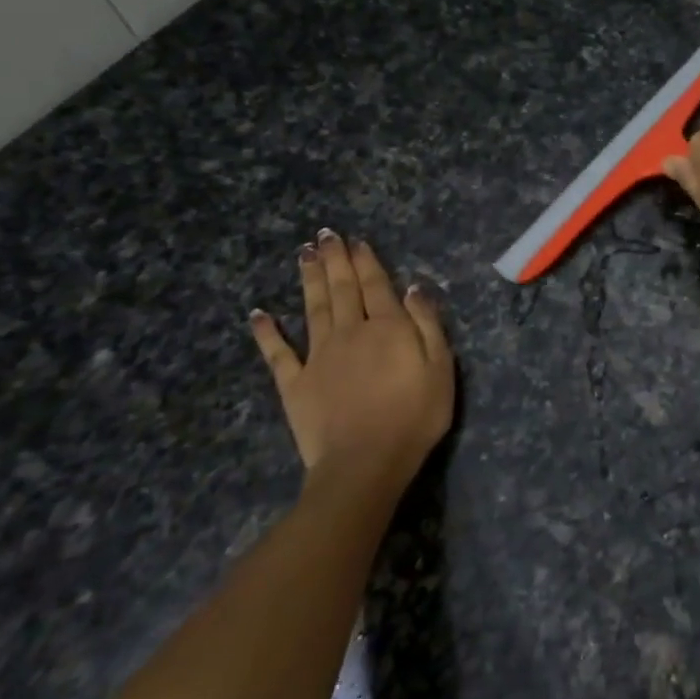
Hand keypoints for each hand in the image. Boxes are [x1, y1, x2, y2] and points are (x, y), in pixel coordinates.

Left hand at [249, 229, 454, 496]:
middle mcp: (350, 332)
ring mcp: (318, 356)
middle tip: (325, 235)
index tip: (356, 241)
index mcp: (387, 328)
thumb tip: (413, 287)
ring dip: (308, 280)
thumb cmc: (414, 417)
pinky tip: (259, 314)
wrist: (365, 463)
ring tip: (304, 254)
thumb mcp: (441, 368)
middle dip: (335, 260)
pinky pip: (278, 353)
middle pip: (342, 289)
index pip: (376, 285)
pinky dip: (267, 332)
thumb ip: (427, 325)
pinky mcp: (295, 383)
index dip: (366, 261)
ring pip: (312, 309)